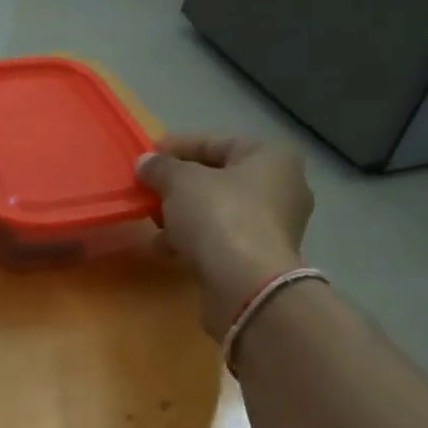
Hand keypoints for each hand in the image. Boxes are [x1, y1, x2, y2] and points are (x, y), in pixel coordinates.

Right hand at [136, 134, 313, 339]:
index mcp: (271, 158)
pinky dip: (194, 240)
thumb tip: (146, 163)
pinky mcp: (261, 258)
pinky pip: (221, 239)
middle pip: (219, 178)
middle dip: (179, 184)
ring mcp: (274, 226)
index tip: (147, 156)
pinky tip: (166, 249)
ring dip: (182, 215)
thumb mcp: (180, 182)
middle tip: (148, 190)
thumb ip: (161, 167)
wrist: (246, 285)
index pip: (217, 142)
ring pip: (218, 211)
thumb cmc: (219, 217)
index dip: (178, 146)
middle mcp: (282, 187)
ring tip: (152, 223)